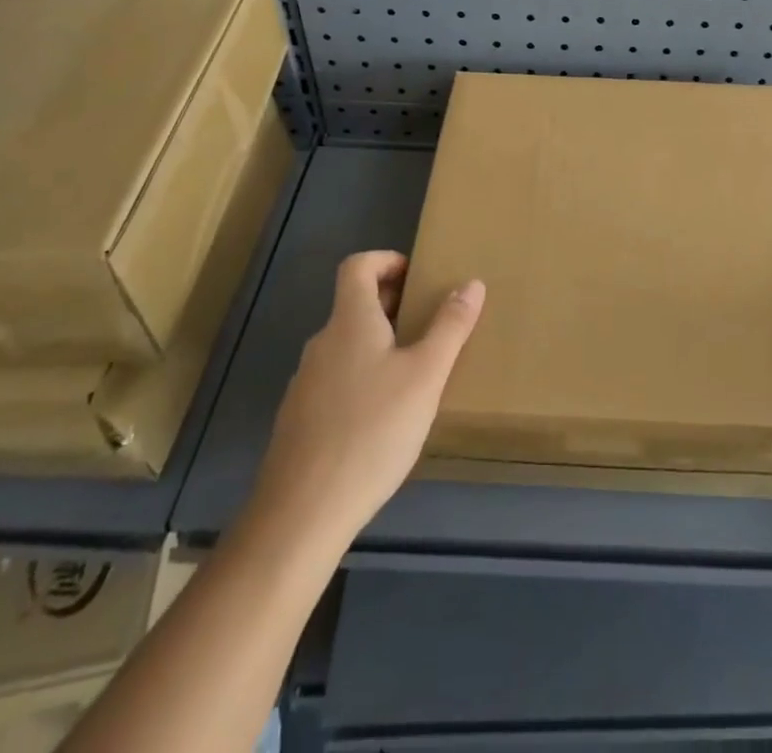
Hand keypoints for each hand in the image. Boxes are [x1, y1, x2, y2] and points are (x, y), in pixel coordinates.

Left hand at [249, 251, 484, 542]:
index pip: (357, 265)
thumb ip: (450, 327)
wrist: (302, 512)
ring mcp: (305, 383)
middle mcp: (322, 343)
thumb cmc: (372, 430)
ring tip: (413, 371)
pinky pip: (335, 380)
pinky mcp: (300, 420)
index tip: (417, 276)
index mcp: (350, 321)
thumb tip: (471, 283)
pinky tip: (383, 418)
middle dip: (392, 304)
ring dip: (378, 343)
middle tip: (428, 322)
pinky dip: (362, 378)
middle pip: (353, 304)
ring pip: (346, 345)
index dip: (386, 260)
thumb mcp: (426, 376)